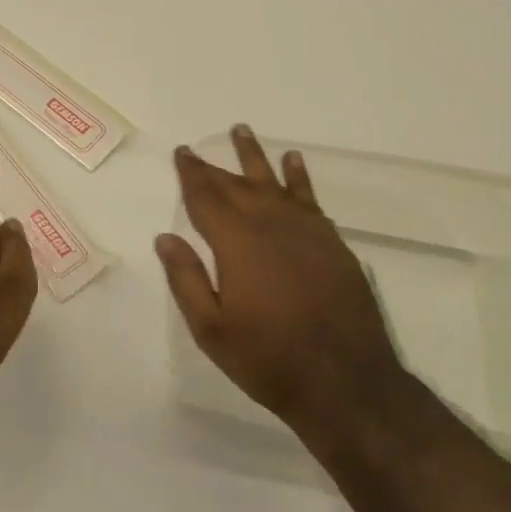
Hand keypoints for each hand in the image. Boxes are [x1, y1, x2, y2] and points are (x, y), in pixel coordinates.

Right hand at [156, 124, 408, 442]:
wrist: (345, 380)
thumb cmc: (268, 358)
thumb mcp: (212, 328)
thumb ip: (187, 279)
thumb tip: (166, 238)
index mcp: (236, 243)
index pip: (206, 198)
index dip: (191, 174)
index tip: (182, 153)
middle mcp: (270, 224)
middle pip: (236, 185)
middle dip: (213, 166)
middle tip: (197, 149)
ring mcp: (306, 230)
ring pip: (273, 182)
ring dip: (255, 156)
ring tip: (241, 130)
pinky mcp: (332, 242)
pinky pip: (310, 198)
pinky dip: (299, 176)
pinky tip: (293, 161)